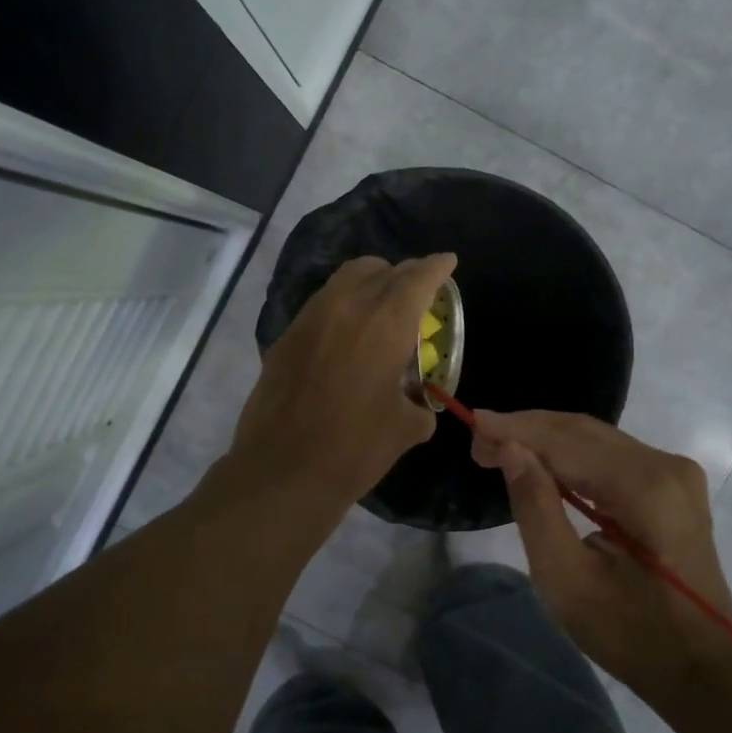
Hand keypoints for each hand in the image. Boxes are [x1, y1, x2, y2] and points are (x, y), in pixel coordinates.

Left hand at [230, 253, 456, 508]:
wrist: (283, 471)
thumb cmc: (354, 449)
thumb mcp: (406, 428)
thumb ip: (419, 403)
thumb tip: (416, 402)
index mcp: (385, 324)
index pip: (417, 278)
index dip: (437, 267)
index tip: (448, 261)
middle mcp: (347, 307)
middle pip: (380, 269)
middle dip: (405, 273)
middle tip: (418, 289)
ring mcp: (310, 318)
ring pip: (346, 278)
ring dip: (371, 281)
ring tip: (384, 303)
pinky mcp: (286, 336)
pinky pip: (322, 302)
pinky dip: (343, 303)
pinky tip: (349, 331)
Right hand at [470, 410, 731, 703]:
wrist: (702, 669)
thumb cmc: (631, 634)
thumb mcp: (566, 580)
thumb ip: (535, 507)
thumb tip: (509, 447)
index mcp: (645, 486)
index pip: (567, 441)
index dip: (516, 429)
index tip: (472, 424)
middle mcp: (665, 465)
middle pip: (582, 431)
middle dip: (527, 431)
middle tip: (479, 442)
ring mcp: (675, 473)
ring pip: (596, 440)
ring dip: (546, 441)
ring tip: (499, 450)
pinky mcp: (673, 486)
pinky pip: (612, 457)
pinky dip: (571, 457)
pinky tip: (541, 465)